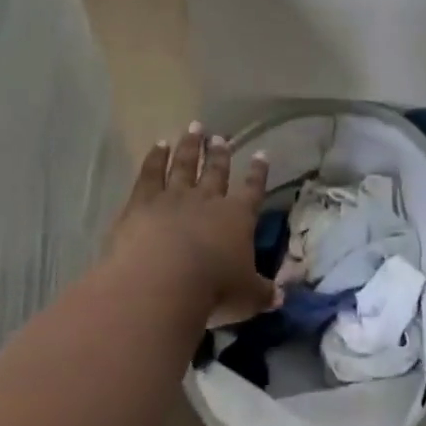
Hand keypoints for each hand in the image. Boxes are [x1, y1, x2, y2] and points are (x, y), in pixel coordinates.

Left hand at [111, 123, 275, 328]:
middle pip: (216, 171)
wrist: (162, 281)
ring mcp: (174, 197)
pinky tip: (159, 145)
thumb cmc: (213, 290)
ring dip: (190, 146)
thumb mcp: (247, 297)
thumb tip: (281, 297)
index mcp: (237, 218)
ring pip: (185, 165)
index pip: (252, 190)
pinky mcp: (143, 202)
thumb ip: (263, 293)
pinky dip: (155, 158)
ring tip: (194, 128)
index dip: (258, 173)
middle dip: (220, 154)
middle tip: (220, 137)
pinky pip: (151, 173)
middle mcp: (208, 200)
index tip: (261, 154)